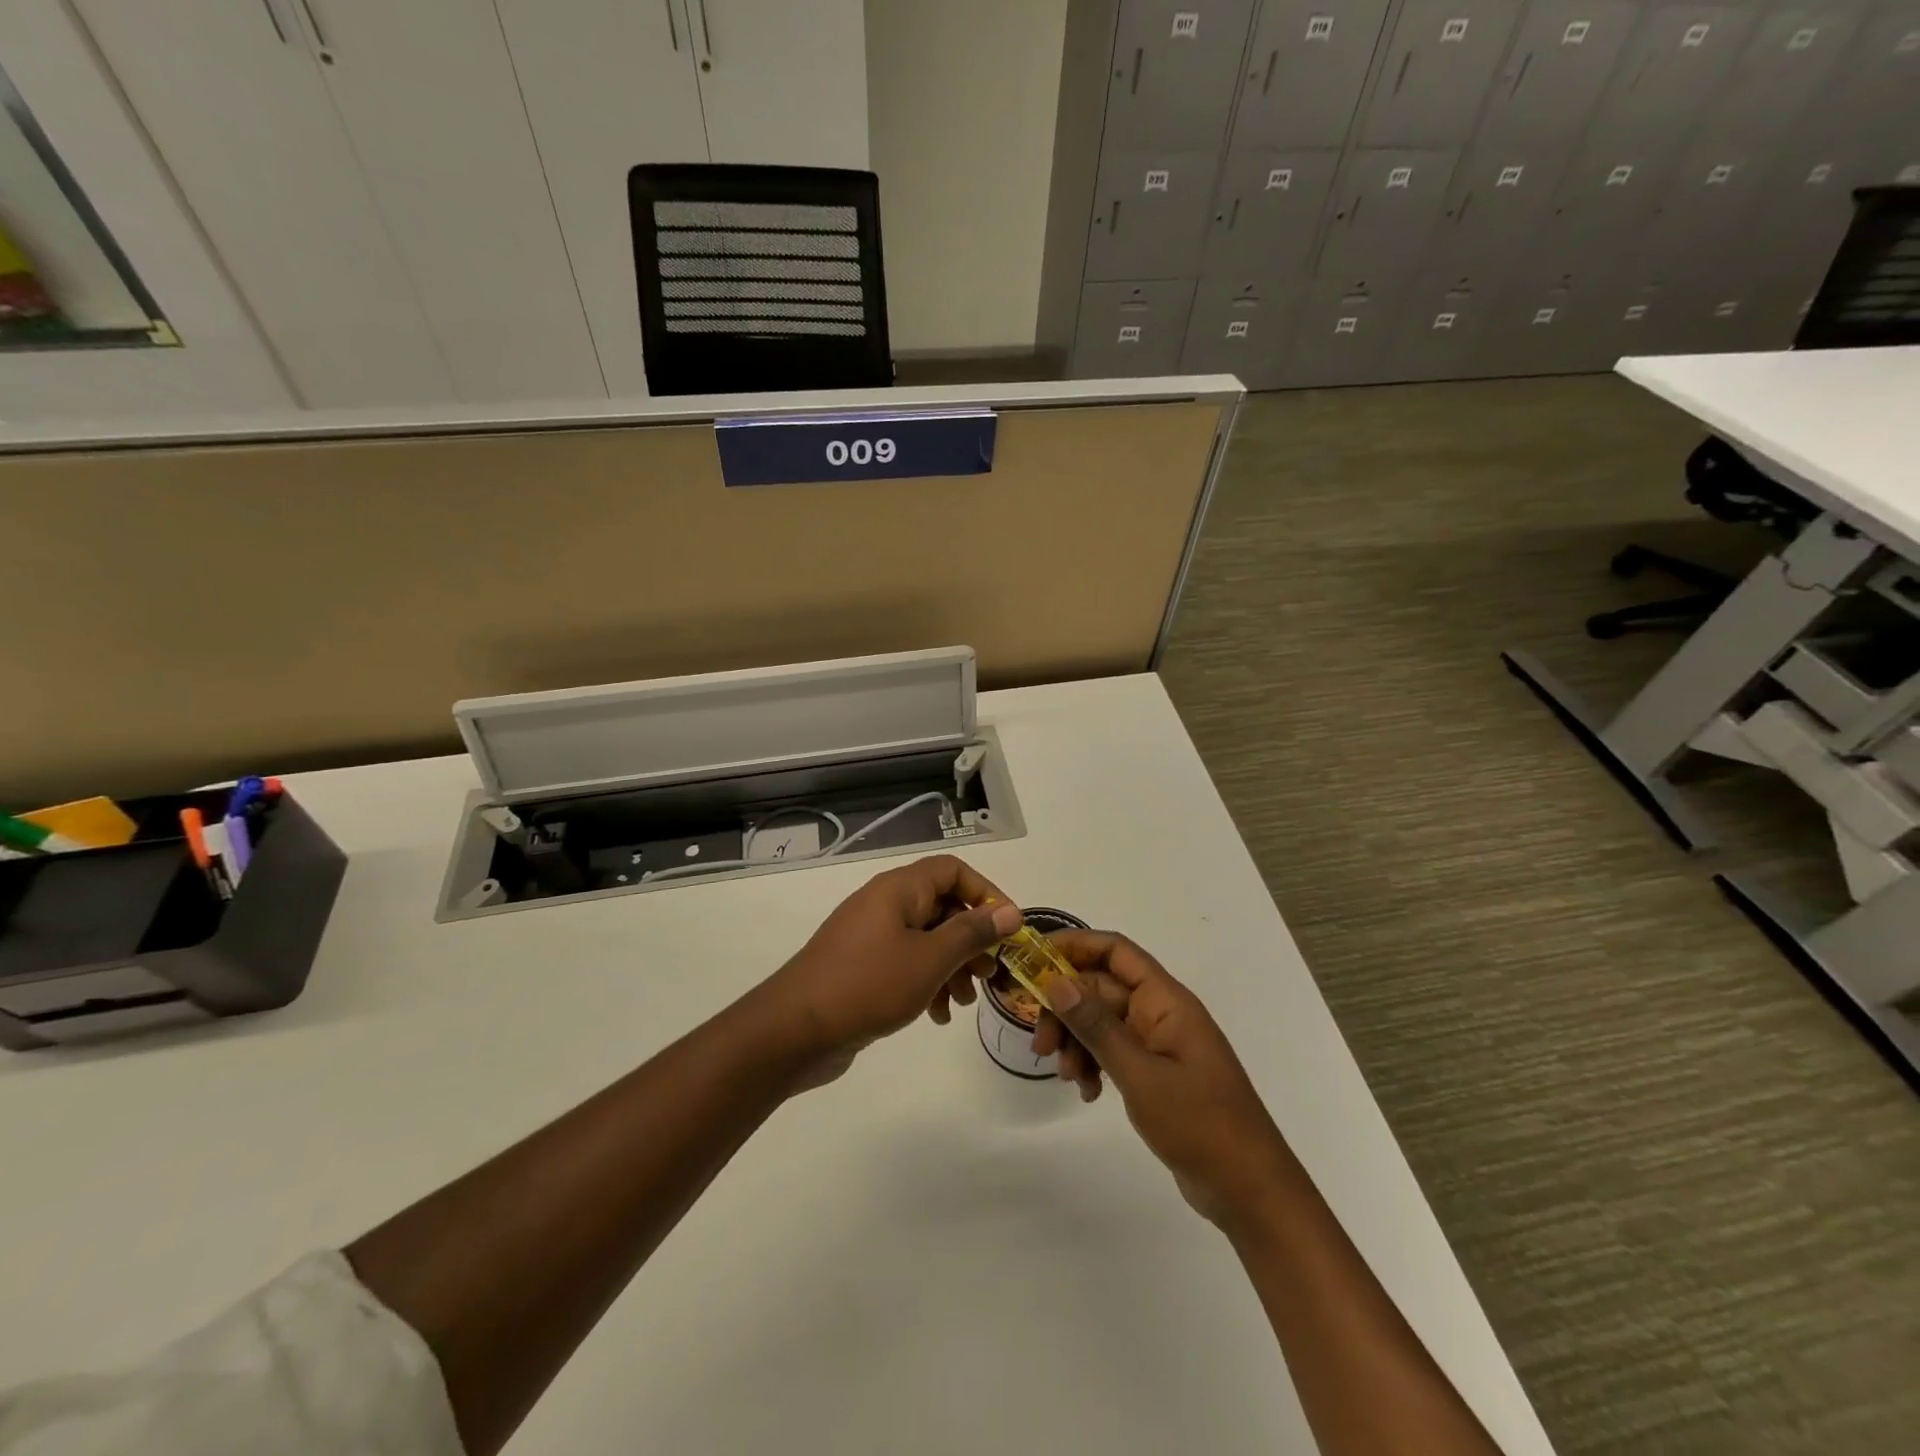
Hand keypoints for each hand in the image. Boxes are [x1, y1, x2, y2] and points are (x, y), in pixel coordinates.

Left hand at [757, 855, 1021, 1086]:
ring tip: (965, 1001)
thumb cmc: (869, 984)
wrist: (795, 1030)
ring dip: (952, 966)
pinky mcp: (862, 966)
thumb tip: (1009, 912)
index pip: (953, 870)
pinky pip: (906, 963)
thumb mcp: (930, 959)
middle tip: (991, 973)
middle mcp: (885, 904)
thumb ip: (972, 934)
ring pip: (926, 939)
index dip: (985, 893)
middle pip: (942, 906)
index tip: (1007, 928)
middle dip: (972, 940)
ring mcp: (870, 936)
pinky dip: (927, 982)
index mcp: (899, 889)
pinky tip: (938, 1015)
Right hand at [1031, 932, 1293, 1227]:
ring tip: (1066, 1076)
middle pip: (1100, 988)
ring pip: (1102, 1021)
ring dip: (1077, 1041)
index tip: (1033, 958)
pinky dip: (1093, 1063)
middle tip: (1041, 1043)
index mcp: (1165, 999)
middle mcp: (1161, 1011)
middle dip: (1066, 1009)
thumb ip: (1096, 1025)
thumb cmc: (1199, 1123)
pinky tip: (1087, 1092)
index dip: (1074, 945)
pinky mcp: (1155, 1071)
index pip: (1115, 950)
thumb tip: (1055, 981)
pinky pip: (1113, 1051)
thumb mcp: (1140, 1073)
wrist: (1248, 1189)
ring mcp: (1158, 1042)